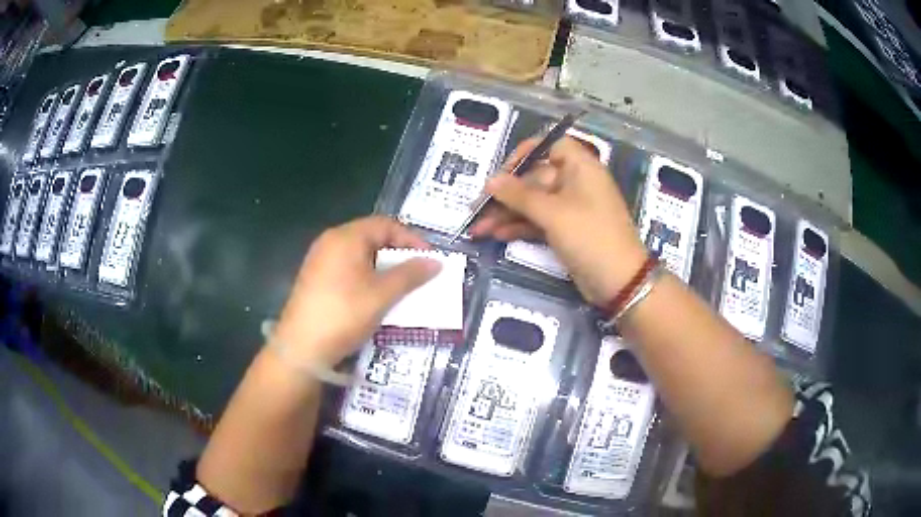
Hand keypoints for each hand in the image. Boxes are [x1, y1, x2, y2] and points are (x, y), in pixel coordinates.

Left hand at [272, 216, 440, 366]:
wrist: (301, 348)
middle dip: (397, 254)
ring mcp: (320, 260)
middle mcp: (330, 242)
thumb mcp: (382, 295)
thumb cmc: (344, 314)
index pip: (385, 225)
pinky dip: (366, 277)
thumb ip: (410, 275)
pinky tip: (375, 297)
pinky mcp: (315, 279)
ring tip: (400, 287)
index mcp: (346, 237)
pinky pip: (347, 269)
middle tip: (417, 274)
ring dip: (383, 268)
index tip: (429, 260)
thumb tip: (436, 262)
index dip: (411, 239)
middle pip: (371, 237)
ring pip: (360, 255)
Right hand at [469, 137, 647, 304]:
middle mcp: (575, 183)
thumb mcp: (553, 213)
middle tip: (477, 208)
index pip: (550, 146)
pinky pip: (539, 222)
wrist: (619, 282)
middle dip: (506, 195)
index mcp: (580, 167)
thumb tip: (490, 180)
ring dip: (507, 214)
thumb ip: (519, 195)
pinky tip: (496, 235)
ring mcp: (571, 208)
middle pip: (535, 179)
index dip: (524, 154)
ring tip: (478, 228)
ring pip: (534, 203)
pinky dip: (519, 227)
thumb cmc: (590, 237)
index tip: (501, 172)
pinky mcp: (566, 230)